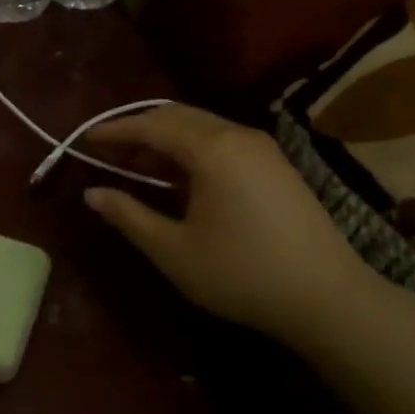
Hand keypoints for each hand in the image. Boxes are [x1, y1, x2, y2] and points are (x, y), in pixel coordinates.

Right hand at [82, 104, 379, 349]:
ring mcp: (263, 148)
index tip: (85, 139)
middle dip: (139, 128)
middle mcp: (238, 135)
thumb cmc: (242, 274)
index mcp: (212, 149)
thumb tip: (92, 193)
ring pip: (202, 125)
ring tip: (137, 165)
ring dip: (166, 138)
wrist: (329, 299)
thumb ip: (128, 216)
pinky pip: (223, 140)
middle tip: (109, 150)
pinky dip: (192, 148)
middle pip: (177, 115)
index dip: (115, 130)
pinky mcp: (277, 166)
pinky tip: (180, 178)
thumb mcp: (173, 251)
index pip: (151, 126)